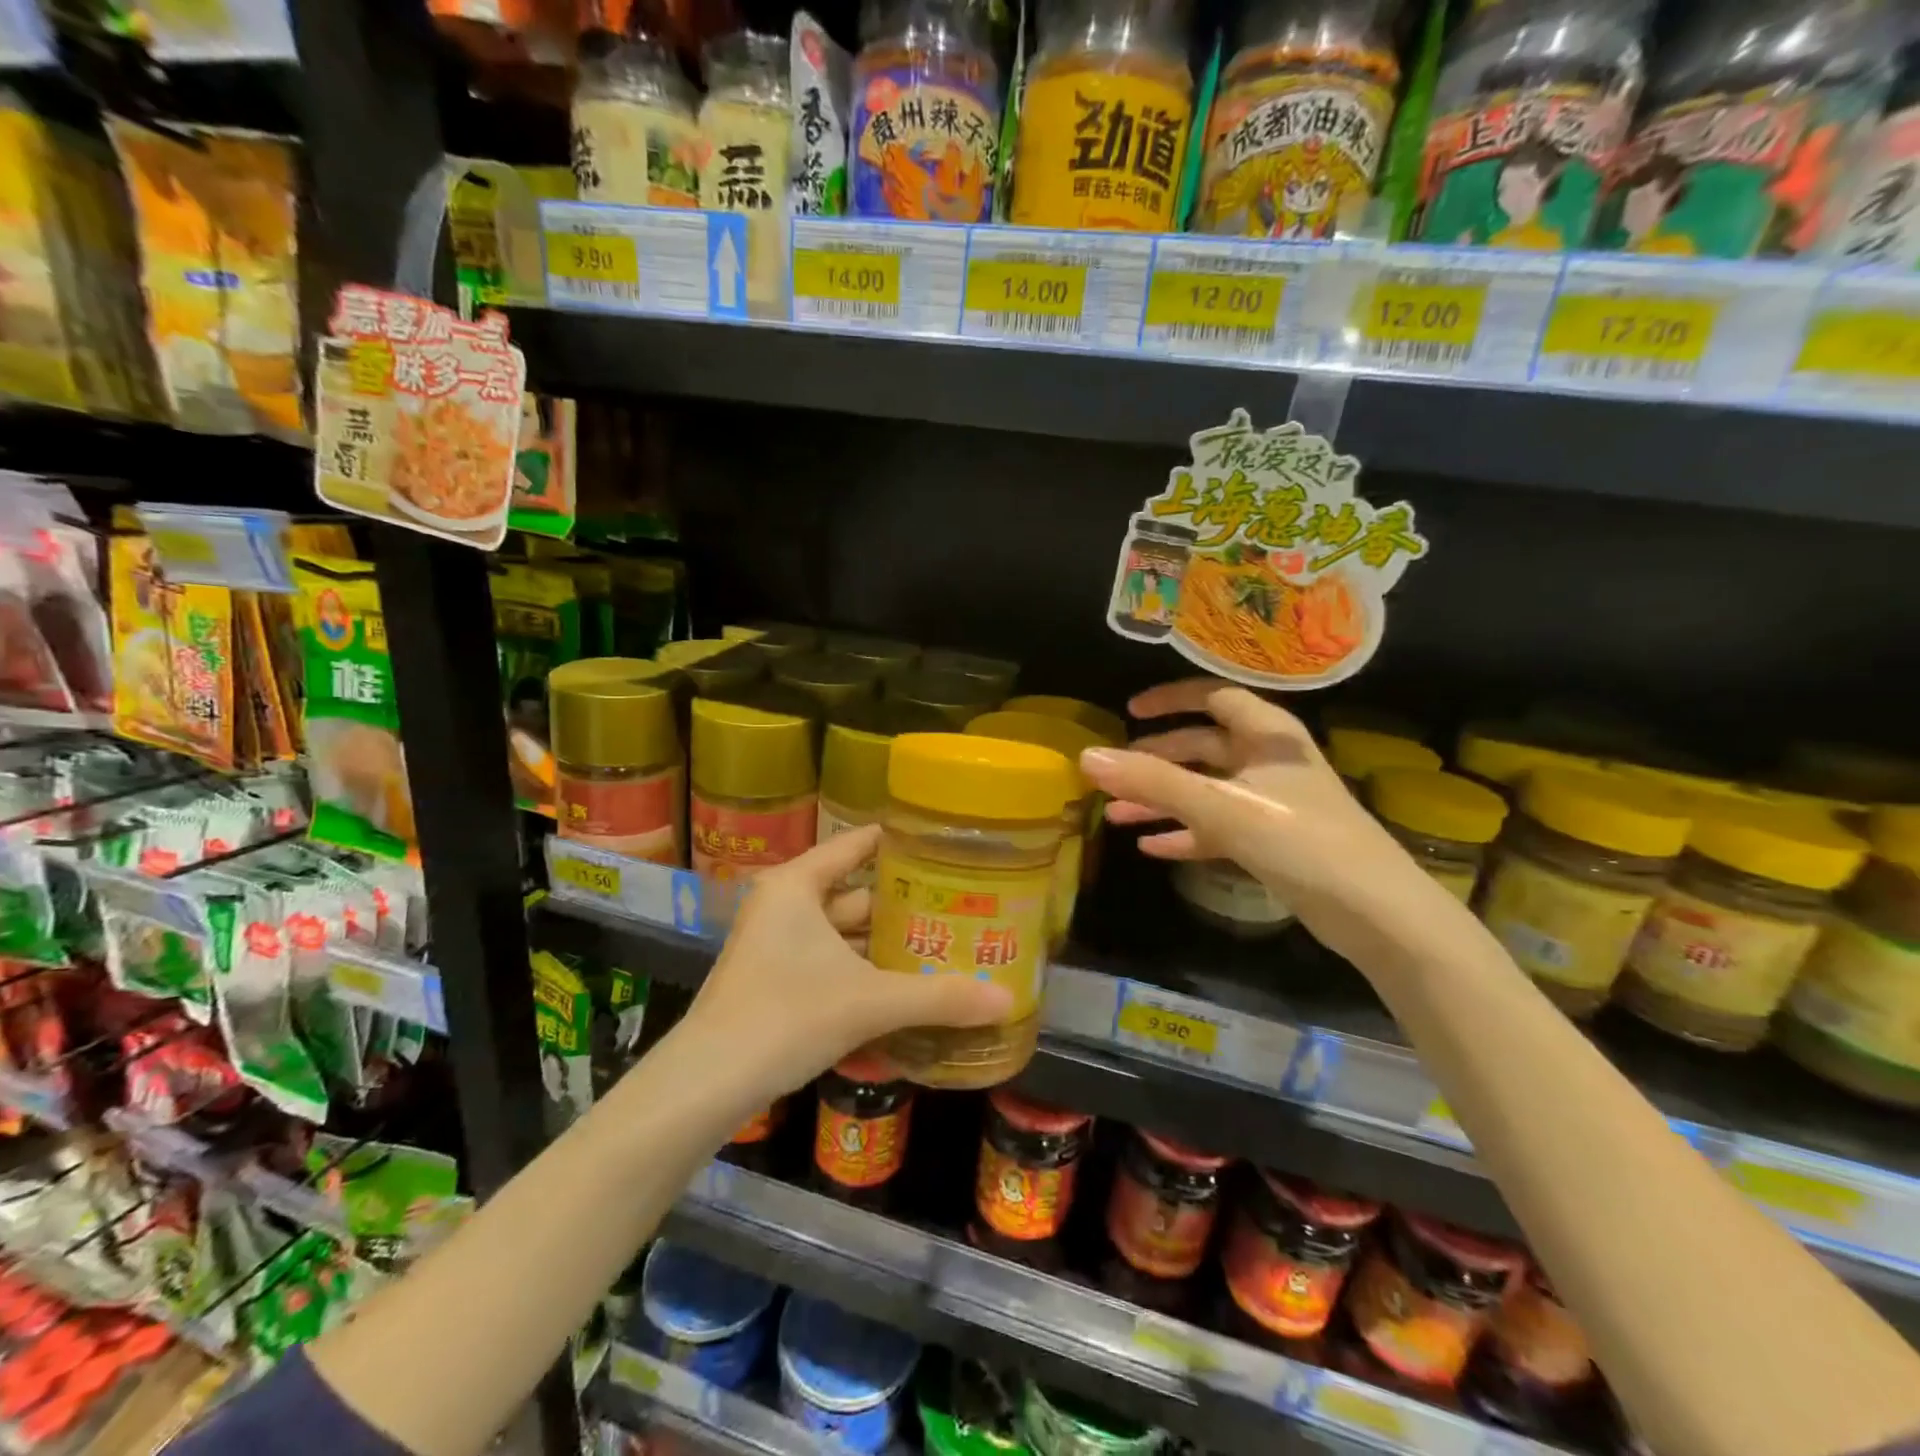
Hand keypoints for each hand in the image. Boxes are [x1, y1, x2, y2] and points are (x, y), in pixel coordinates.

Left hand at [686, 826, 1012, 1104]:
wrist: (707, 1084)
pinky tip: (905, 988)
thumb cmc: (786, 1016)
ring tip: (944, 946)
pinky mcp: (774, 980)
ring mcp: (777, 944)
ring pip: (845, 933)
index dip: (901, 844)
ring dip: (886, 944)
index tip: (947, 847)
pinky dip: (865, 972)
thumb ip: (939, 997)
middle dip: (905, 905)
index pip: (857, 845)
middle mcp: (785, 905)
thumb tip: (1008, 999)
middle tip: (961, 906)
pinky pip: (831, 962)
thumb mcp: (869, 1001)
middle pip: (857, 893)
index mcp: (798, 885)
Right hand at [1079, 679, 1458, 967]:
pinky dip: (1186, 833)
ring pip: (1205, 790)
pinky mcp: (1272, 842)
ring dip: (1162, 800)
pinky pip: (1217, 827)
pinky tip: (1152, 847)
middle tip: (1115, 772)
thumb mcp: (1222, 807)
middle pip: (1203, 745)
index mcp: (1268, 736)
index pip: (1214, 697)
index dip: (1171, 699)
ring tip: (1115, 815)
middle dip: (1156, 758)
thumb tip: (1086, 758)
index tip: (1130, 711)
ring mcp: (1271, 803)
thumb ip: (1153, 782)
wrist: (1379, 915)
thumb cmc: (1302, 843)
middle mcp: (1269, 762)